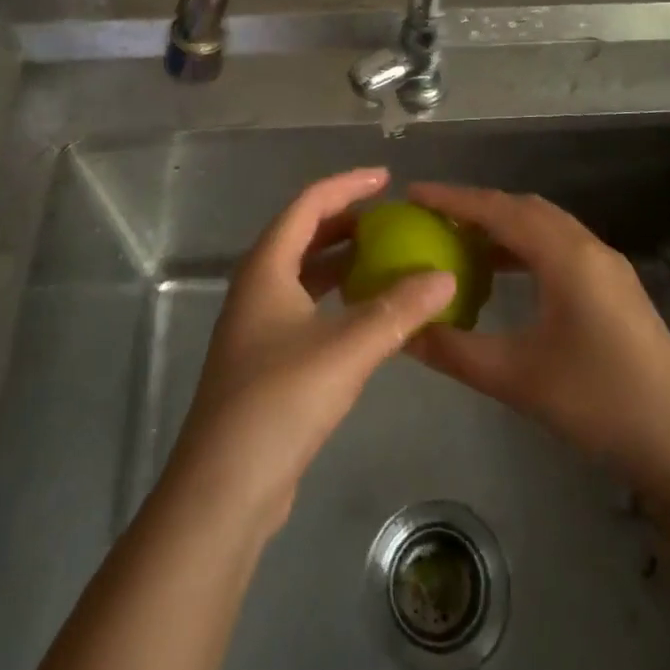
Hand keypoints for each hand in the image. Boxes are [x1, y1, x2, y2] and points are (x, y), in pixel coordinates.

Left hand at [164, 168, 455, 532]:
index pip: (308, 205)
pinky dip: (338, 297)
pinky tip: (368, 312)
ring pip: (305, 274)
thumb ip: (398, 310)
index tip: (386, 179)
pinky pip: (307, 307)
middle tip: (390, 217)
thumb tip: (445, 276)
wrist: (224, 490)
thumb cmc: (279, 402)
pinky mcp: (267, 360)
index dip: (347, 186)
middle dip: (346, 220)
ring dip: (343, 259)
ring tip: (386, 255)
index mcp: (266, 269)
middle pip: (303, 235)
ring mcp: (258, 326)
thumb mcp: (346, 349)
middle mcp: (257, 288)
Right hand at [406, 183, 669, 503]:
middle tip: (432, 219)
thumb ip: (455, 350)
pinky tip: (506, 280)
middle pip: (524, 209)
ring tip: (461, 245)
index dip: (453, 199)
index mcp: (566, 256)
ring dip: (503, 228)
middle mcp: (588, 248)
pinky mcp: (617, 291)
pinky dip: (526, 250)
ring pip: (546, 228)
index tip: (412, 193)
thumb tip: (403, 332)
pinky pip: (561, 250)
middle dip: (477, 207)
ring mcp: (608, 268)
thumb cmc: (601, 404)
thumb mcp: (517, 378)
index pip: (499, 209)